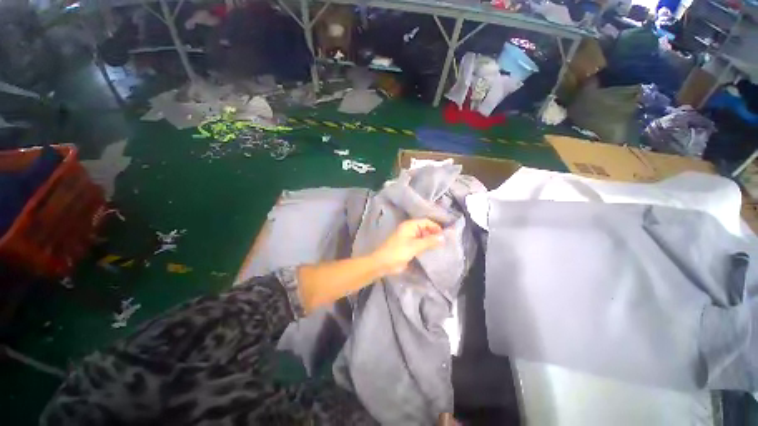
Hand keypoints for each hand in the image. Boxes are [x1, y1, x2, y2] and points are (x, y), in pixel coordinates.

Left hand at [371, 219, 443, 274]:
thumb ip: (429, 241)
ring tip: (442, 248)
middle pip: (425, 229)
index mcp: (410, 226)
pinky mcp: (409, 248)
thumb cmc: (398, 251)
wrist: (383, 264)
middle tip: (446, 243)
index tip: (445, 235)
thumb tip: (443, 237)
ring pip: (423, 238)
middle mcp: (410, 230)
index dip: (436, 227)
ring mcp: (409, 239)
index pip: (426, 222)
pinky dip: (426, 248)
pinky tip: (434, 253)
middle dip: (434, 235)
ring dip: (431, 242)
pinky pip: (420, 246)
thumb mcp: (414, 246)